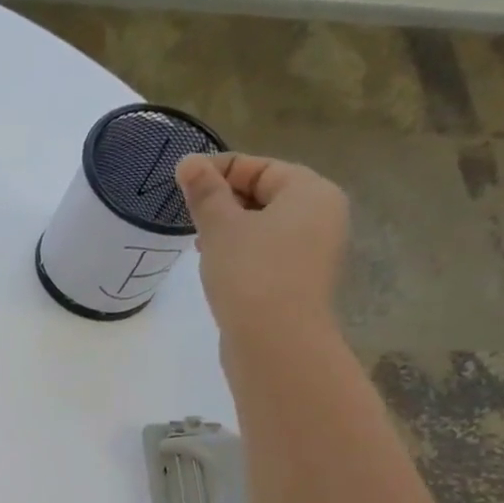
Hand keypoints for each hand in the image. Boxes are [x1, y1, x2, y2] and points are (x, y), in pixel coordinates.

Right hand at [175, 152, 349, 347]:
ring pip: (266, 226)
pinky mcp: (301, 280)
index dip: (219, 170)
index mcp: (310, 191)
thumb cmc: (250, 273)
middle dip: (225, 200)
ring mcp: (315, 250)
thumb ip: (205, 192)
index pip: (261, 167)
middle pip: (266, 194)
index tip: (182, 182)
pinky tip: (217, 266)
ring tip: (198, 242)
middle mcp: (322, 215)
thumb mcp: (220, 227)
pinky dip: (242, 252)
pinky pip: (269, 252)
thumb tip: (189, 161)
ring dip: (231, 228)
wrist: (275, 341)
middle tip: (187, 214)